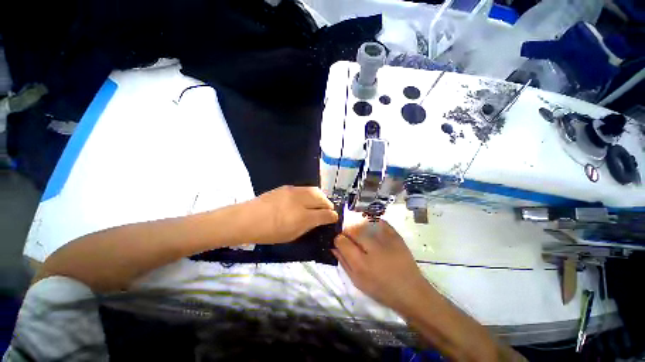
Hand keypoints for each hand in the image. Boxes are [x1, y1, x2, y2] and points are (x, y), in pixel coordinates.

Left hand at [242, 186, 338, 243]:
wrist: (246, 219)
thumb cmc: (269, 232)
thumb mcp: (292, 235)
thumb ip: (308, 226)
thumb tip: (319, 220)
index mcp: (303, 217)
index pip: (325, 213)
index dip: (332, 216)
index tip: (334, 219)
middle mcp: (301, 201)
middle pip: (322, 198)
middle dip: (328, 205)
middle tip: (326, 211)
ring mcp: (294, 191)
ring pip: (315, 190)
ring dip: (320, 197)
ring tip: (318, 204)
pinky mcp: (287, 187)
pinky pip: (305, 189)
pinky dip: (310, 194)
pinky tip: (305, 200)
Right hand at [333, 220, 428, 310]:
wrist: (411, 291)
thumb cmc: (381, 289)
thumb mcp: (357, 281)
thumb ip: (343, 262)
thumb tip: (333, 246)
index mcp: (361, 263)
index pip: (341, 240)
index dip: (338, 239)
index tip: (339, 241)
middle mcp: (372, 248)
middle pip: (351, 228)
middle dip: (346, 230)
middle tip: (348, 236)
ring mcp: (385, 239)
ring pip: (363, 222)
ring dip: (357, 225)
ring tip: (359, 232)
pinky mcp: (395, 235)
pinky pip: (378, 221)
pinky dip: (371, 221)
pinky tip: (369, 227)